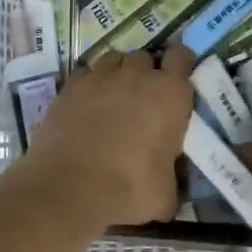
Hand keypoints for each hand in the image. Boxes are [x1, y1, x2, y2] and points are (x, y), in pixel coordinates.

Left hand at [22, 47, 196, 225]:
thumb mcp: (165, 195)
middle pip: (144, 57)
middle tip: (142, 99)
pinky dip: (88, 85)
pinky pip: (85, 74)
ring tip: (112, 100)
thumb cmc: (128, 189)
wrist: (70, 187)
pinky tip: (85, 106)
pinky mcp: (70, 86)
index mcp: (170, 94)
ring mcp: (100, 77)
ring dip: (116, 75)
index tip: (175, 82)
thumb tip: (170, 189)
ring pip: (113, 60)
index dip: (179, 66)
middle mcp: (137, 76)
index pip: (181, 57)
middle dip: (144, 73)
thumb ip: (172, 180)